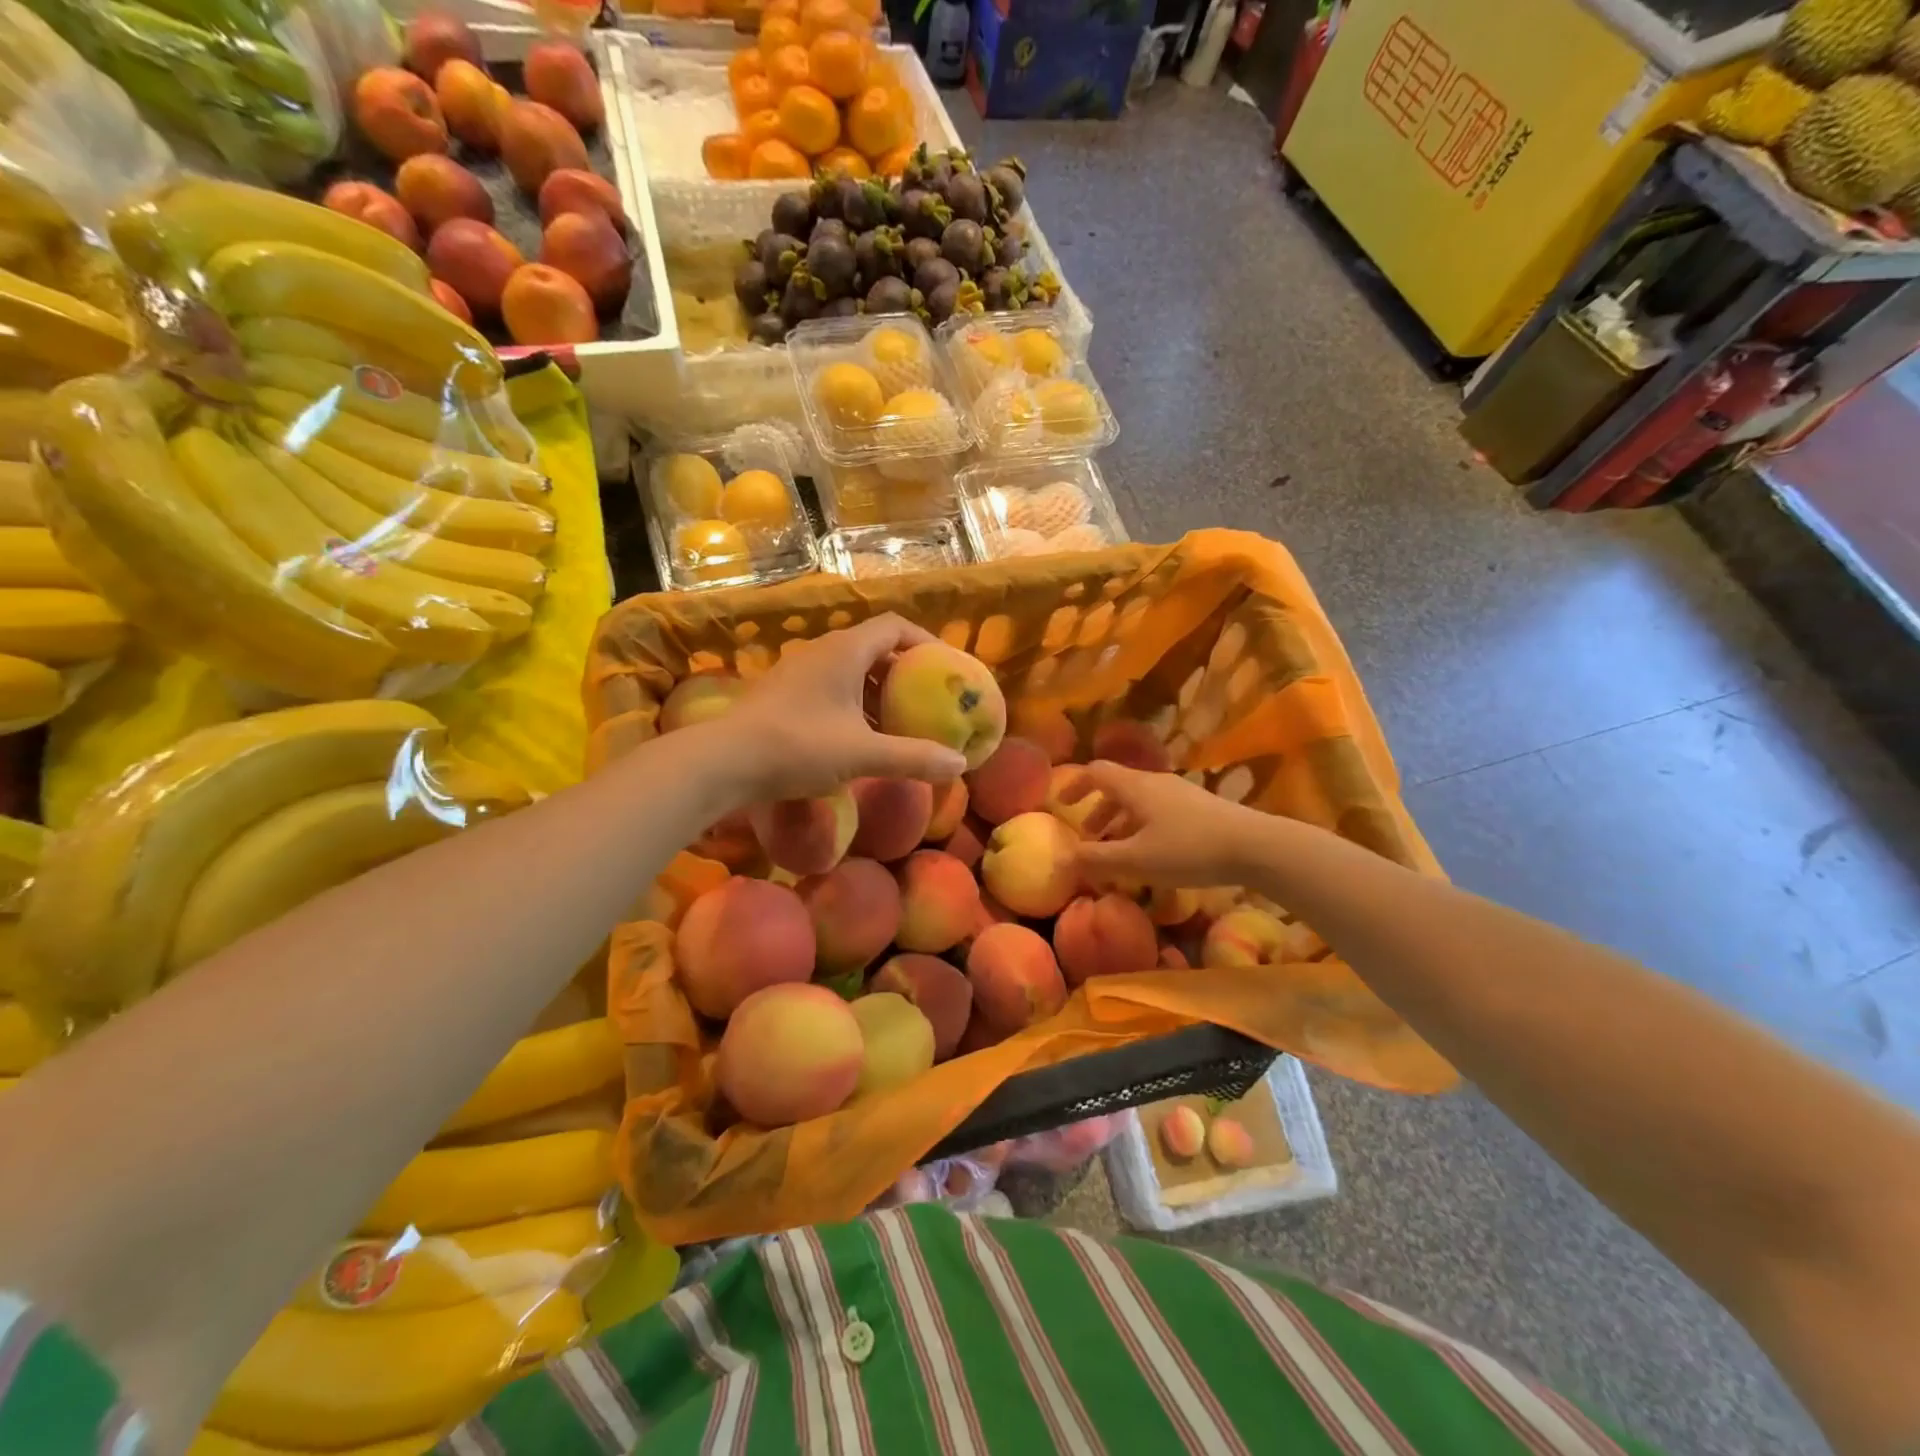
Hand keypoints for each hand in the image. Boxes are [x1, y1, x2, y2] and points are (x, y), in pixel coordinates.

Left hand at [711, 614, 967, 801]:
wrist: (723, 762)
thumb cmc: (798, 747)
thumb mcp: (863, 755)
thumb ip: (914, 757)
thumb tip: (960, 764)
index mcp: (845, 650)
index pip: (895, 626)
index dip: (926, 643)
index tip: (947, 670)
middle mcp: (822, 651)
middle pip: (875, 647)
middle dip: (905, 672)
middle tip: (928, 698)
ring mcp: (799, 671)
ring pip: (851, 669)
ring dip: (878, 690)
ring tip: (899, 720)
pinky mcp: (785, 693)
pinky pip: (832, 686)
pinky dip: (855, 703)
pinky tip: (861, 736)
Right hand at [1062, 761, 1272, 887]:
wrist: (1253, 846)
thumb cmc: (1187, 850)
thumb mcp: (1135, 860)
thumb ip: (1097, 859)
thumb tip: (1064, 857)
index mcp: (1135, 787)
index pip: (1096, 772)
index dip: (1075, 785)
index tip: (1062, 804)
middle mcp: (1155, 782)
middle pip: (1118, 786)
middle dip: (1099, 810)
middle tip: (1091, 837)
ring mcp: (1180, 793)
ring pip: (1140, 800)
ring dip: (1122, 820)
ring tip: (1120, 850)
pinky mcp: (1200, 808)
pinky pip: (1160, 810)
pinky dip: (1144, 825)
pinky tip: (1154, 853)